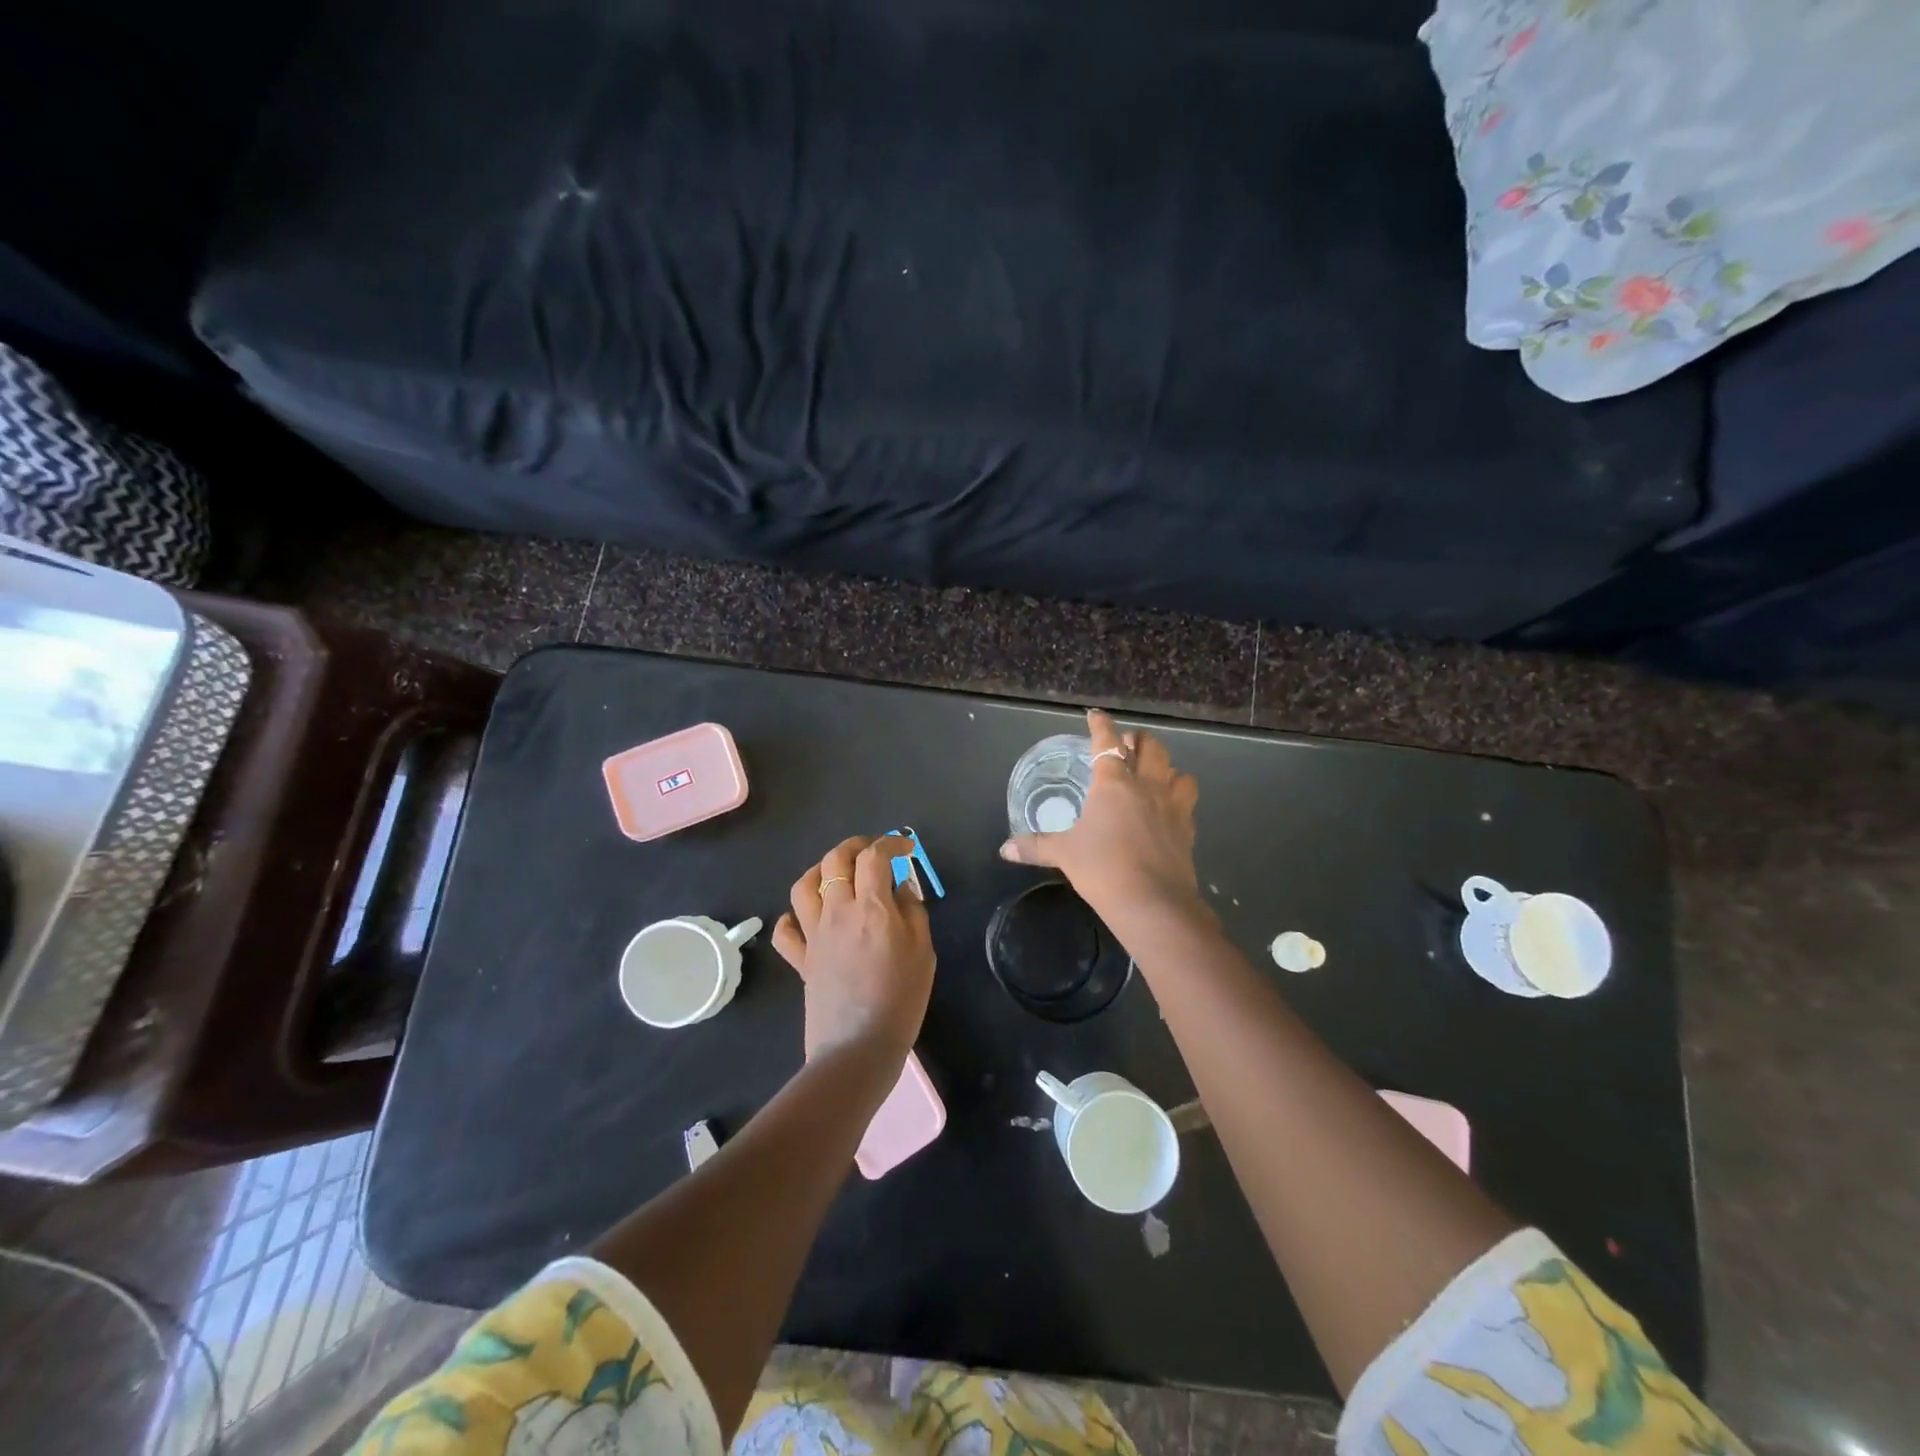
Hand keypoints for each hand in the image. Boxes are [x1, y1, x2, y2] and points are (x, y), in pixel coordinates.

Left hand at [772, 835, 935, 1062]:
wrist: (858, 1047)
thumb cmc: (901, 1000)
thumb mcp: (924, 953)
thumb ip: (914, 913)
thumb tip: (901, 888)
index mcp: (872, 907)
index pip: (875, 856)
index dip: (891, 843)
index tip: (906, 848)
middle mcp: (838, 911)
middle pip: (835, 860)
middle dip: (855, 846)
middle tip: (873, 851)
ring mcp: (814, 935)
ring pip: (804, 885)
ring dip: (820, 870)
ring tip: (837, 874)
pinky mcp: (801, 960)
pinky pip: (786, 930)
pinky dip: (793, 917)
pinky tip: (808, 919)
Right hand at [1000, 709, 1202, 923]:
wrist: (1153, 902)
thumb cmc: (1103, 868)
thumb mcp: (1064, 854)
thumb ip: (1035, 846)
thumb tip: (1005, 848)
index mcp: (1113, 783)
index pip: (1106, 742)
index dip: (1100, 726)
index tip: (1095, 715)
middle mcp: (1146, 785)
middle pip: (1150, 747)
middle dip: (1138, 740)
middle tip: (1127, 746)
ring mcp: (1172, 806)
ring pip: (1177, 771)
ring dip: (1165, 767)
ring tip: (1154, 774)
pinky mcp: (1188, 829)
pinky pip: (1187, 802)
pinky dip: (1179, 798)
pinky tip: (1169, 810)